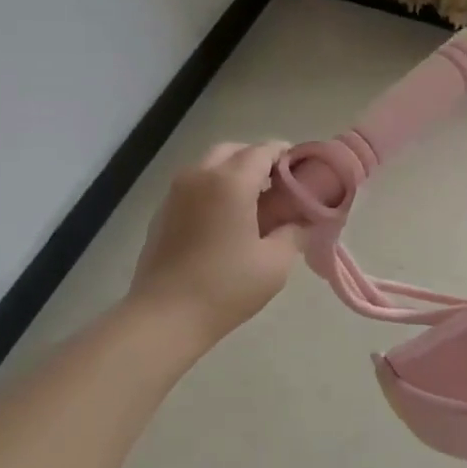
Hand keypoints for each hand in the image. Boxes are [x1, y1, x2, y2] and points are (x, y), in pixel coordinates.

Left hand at [127, 142, 303, 350]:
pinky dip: (214, 190)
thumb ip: (294, 233)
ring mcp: (175, 192)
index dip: (286, 156)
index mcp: (230, 182)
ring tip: (254, 205)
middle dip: (258, 161)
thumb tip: (303, 221)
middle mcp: (200, 176)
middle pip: (233, 151)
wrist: (165, 316)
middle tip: (278, 187)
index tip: (303, 173)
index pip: (263, 151)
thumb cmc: (226, 287)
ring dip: (234, 174)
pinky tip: (226, 222)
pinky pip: (194, 186)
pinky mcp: (163, 212)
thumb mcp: (275, 263)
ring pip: (210, 166)